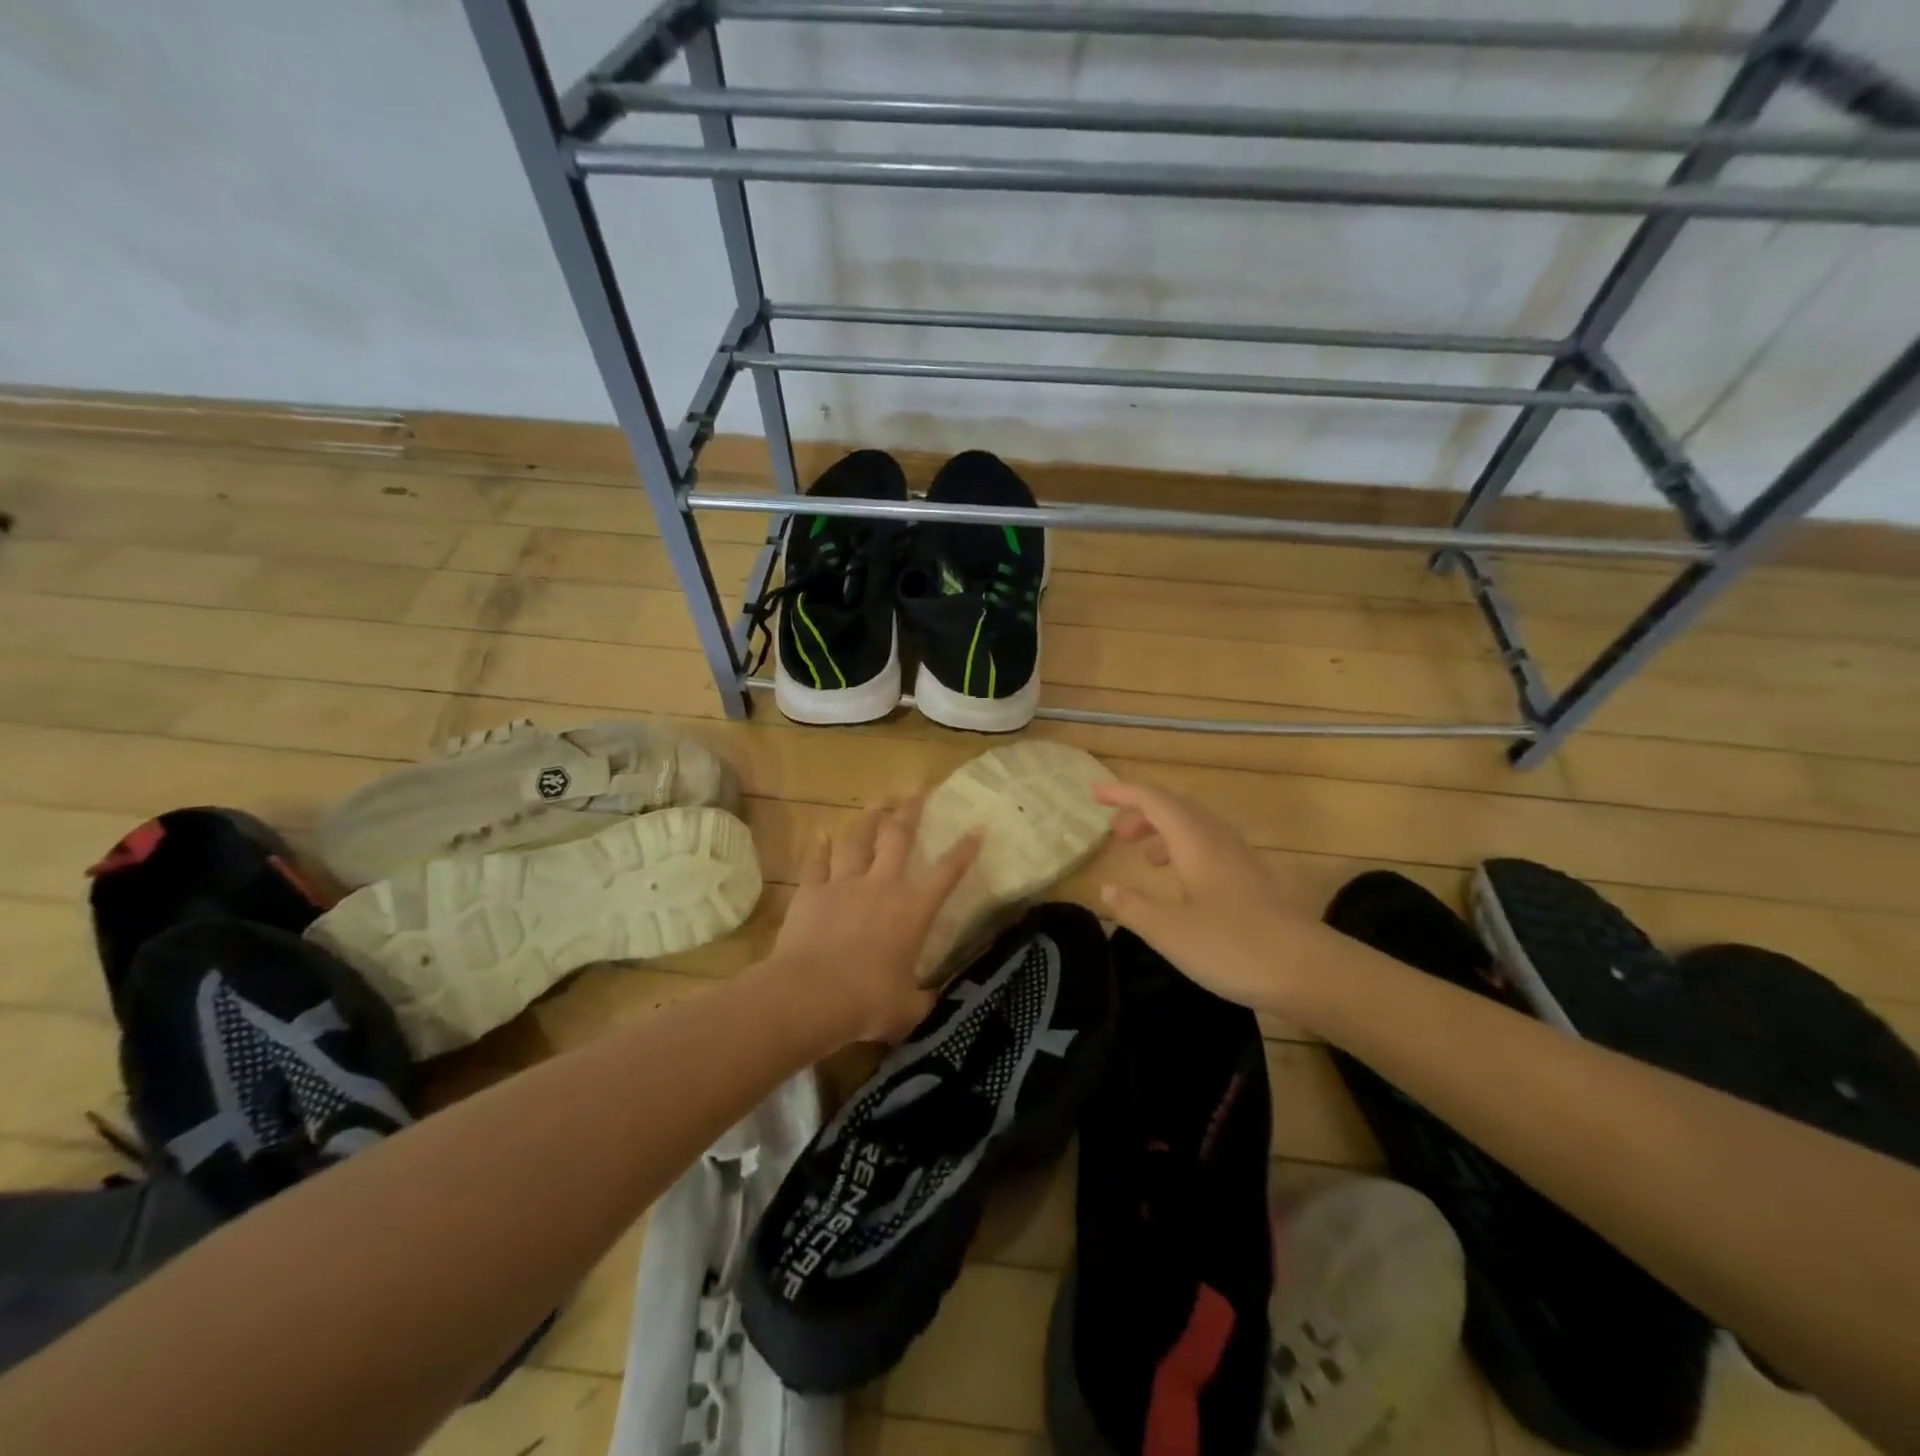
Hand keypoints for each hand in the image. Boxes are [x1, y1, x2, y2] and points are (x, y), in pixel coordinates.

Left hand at [760, 798, 981, 1045]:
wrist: (811, 995)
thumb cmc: (868, 1003)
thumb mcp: (909, 1009)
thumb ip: (924, 1001)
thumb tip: (935, 1003)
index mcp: (913, 910)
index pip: (947, 872)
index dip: (964, 850)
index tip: (977, 827)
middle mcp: (882, 885)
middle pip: (898, 836)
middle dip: (910, 810)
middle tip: (917, 789)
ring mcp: (844, 884)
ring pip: (858, 839)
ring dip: (868, 819)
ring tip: (876, 802)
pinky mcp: (812, 891)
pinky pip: (817, 862)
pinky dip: (820, 847)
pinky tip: (821, 832)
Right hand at [1095, 781, 1310, 1011]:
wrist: (1309, 972)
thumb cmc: (1233, 947)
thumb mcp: (1169, 932)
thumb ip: (1133, 907)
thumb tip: (1107, 889)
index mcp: (1195, 841)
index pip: (1153, 800)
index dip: (1122, 793)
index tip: (1094, 795)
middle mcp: (1217, 840)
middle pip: (1176, 807)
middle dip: (1142, 812)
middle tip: (1116, 836)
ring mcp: (1239, 859)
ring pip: (1194, 826)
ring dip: (1164, 831)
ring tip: (1143, 857)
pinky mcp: (1251, 880)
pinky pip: (1208, 846)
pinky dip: (1183, 850)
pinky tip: (1179, 882)